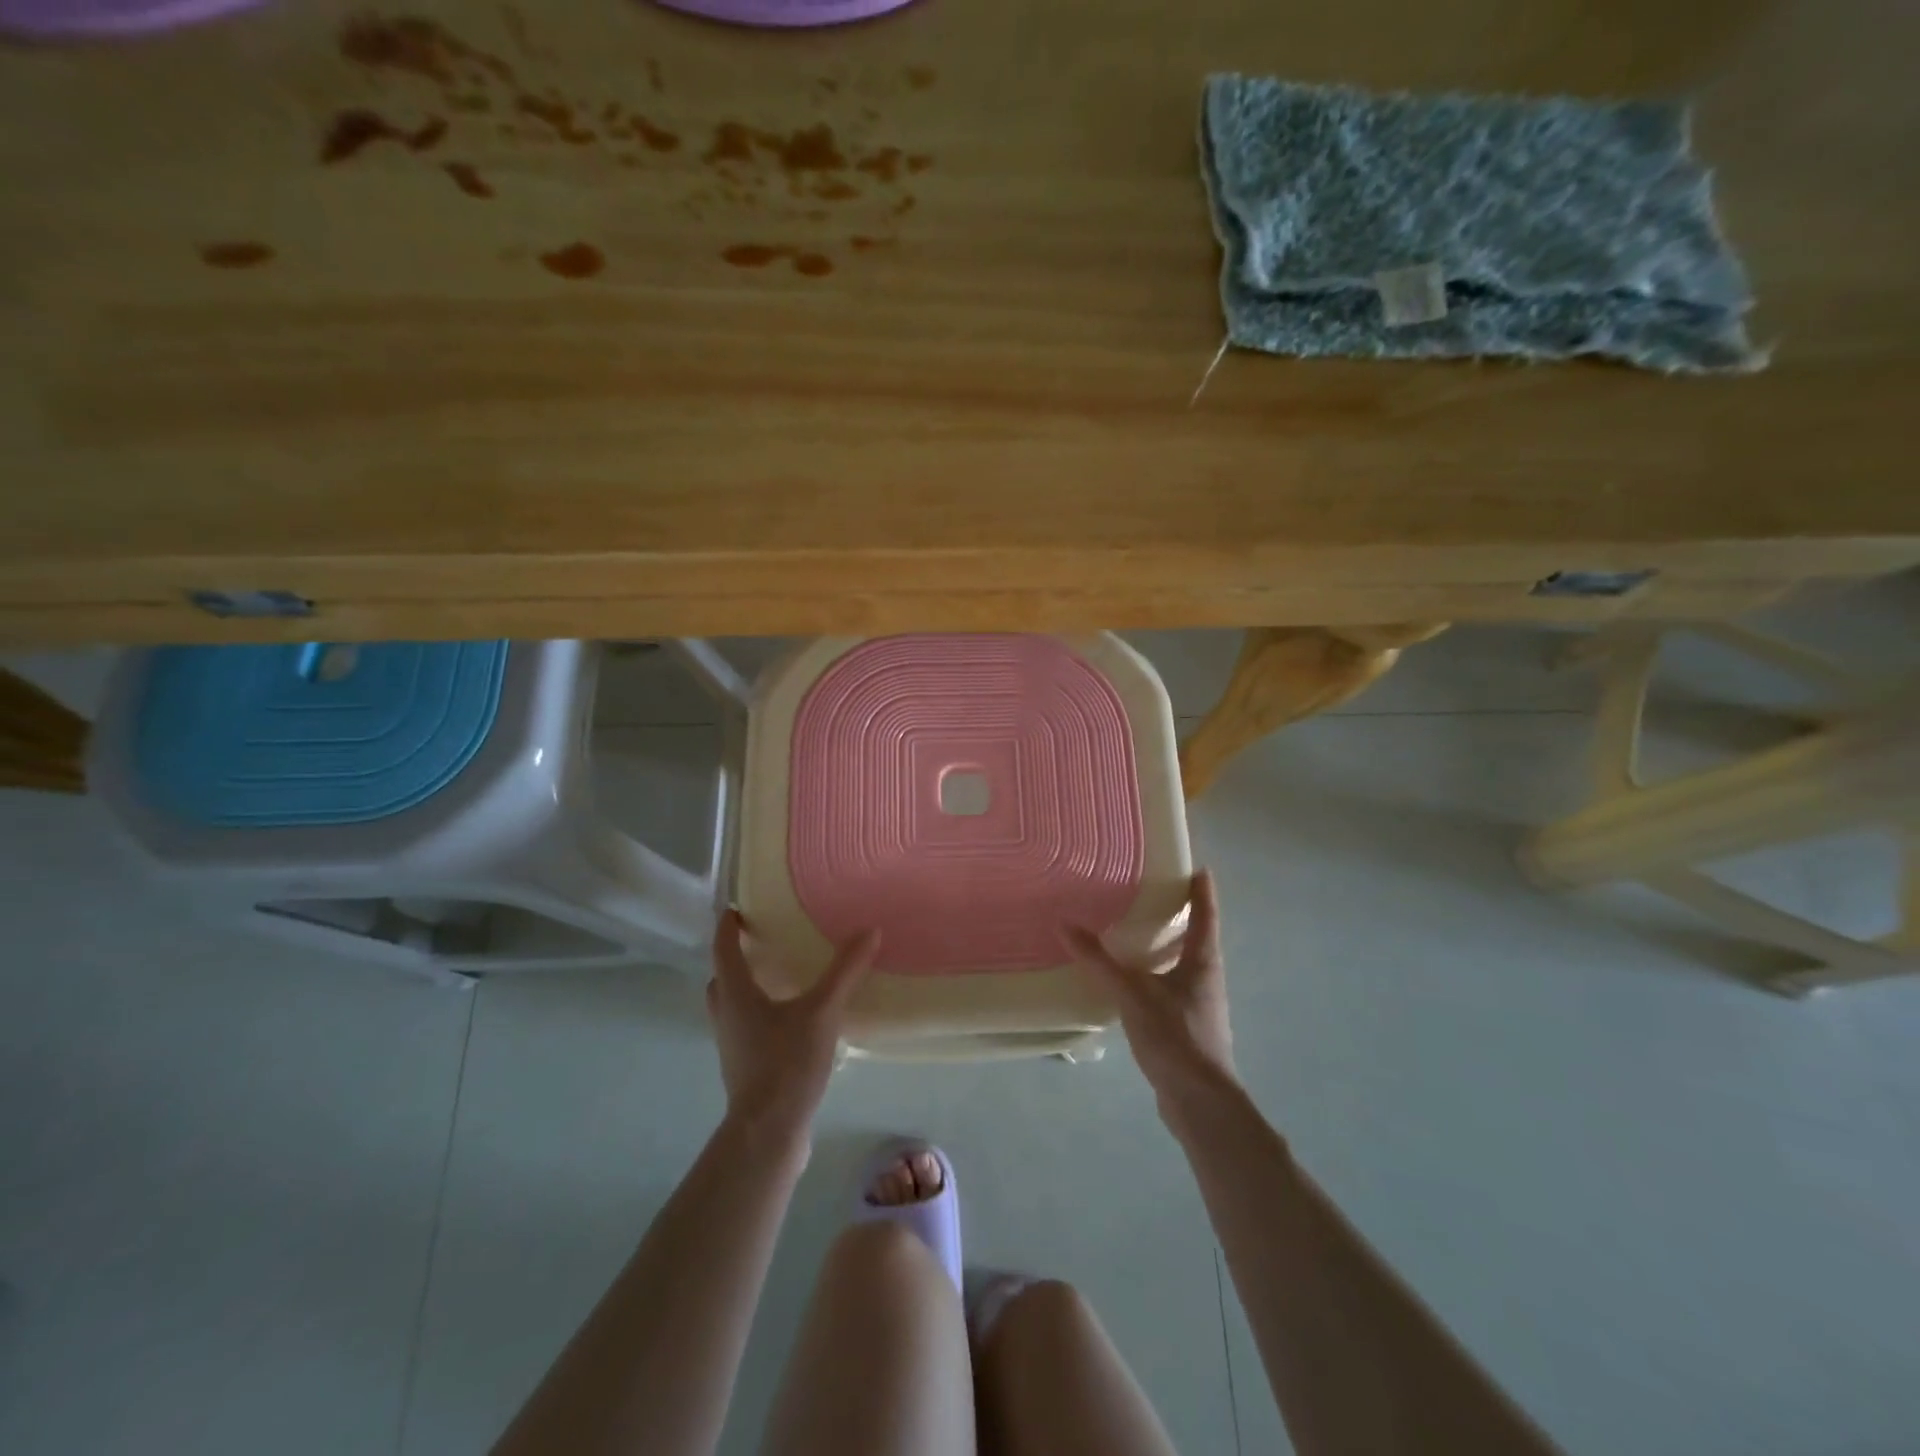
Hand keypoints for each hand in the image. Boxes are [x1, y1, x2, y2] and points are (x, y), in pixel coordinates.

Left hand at [707, 909, 878, 1142]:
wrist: (768, 1133)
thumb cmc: (786, 1063)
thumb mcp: (822, 1012)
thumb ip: (845, 972)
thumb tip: (869, 931)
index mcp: (736, 994)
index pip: (724, 949)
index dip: (728, 926)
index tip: (737, 908)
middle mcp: (727, 1015)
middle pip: (722, 978)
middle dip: (736, 957)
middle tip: (761, 940)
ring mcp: (733, 1044)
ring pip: (732, 1005)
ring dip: (747, 987)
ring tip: (779, 976)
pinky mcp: (745, 1067)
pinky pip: (747, 1028)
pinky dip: (761, 1013)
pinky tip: (791, 1019)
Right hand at [1067, 869, 1236, 1111]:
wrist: (1199, 1102)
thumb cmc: (1175, 1036)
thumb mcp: (1132, 994)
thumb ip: (1099, 961)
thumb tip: (1065, 924)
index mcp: (1203, 962)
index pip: (1205, 916)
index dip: (1202, 892)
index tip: (1200, 869)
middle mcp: (1207, 980)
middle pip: (1199, 940)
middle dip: (1184, 919)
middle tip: (1160, 896)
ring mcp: (1201, 1007)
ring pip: (1186, 968)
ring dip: (1170, 950)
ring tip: (1142, 937)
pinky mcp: (1189, 1030)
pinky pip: (1173, 991)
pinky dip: (1158, 978)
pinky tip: (1135, 986)